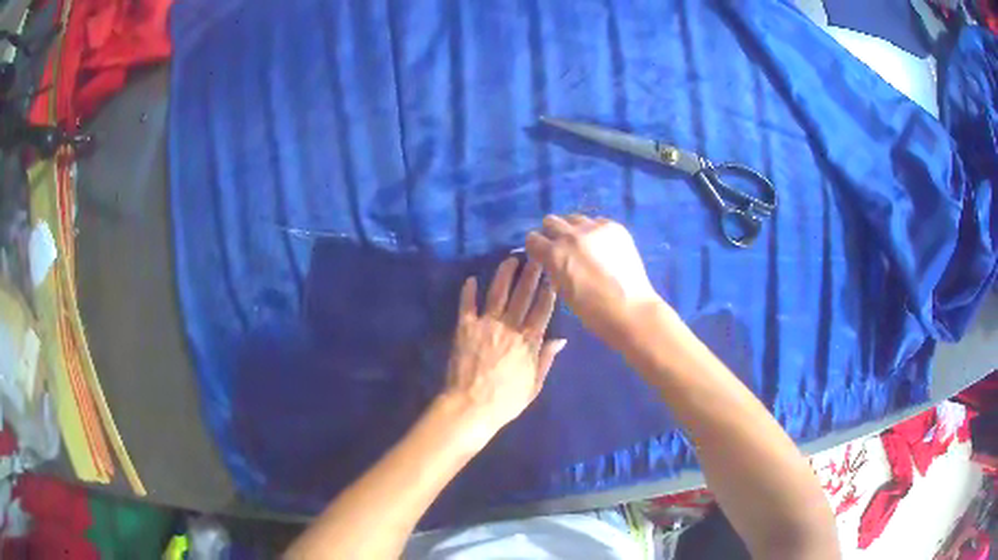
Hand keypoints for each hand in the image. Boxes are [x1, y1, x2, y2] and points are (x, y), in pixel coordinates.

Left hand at [441, 257, 566, 445]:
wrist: (471, 407)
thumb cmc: (506, 401)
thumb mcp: (534, 385)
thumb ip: (546, 359)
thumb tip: (561, 339)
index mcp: (528, 342)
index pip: (542, 310)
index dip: (549, 291)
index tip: (553, 274)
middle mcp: (510, 327)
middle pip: (523, 296)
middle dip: (531, 273)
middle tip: (537, 255)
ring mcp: (486, 325)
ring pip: (498, 293)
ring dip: (505, 274)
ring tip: (511, 258)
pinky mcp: (465, 328)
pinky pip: (467, 305)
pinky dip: (469, 291)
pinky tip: (472, 278)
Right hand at [525, 215, 666, 348]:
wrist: (631, 309)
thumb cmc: (593, 311)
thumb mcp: (562, 291)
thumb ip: (554, 269)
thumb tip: (552, 261)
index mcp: (554, 254)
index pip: (532, 239)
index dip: (536, 248)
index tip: (542, 255)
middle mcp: (571, 235)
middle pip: (551, 221)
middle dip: (552, 234)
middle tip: (562, 248)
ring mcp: (594, 228)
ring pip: (574, 218)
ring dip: (573, 229)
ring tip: (583, 245)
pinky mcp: (614, 227)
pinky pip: (597, 222)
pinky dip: (594, 231)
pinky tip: (602, 247)